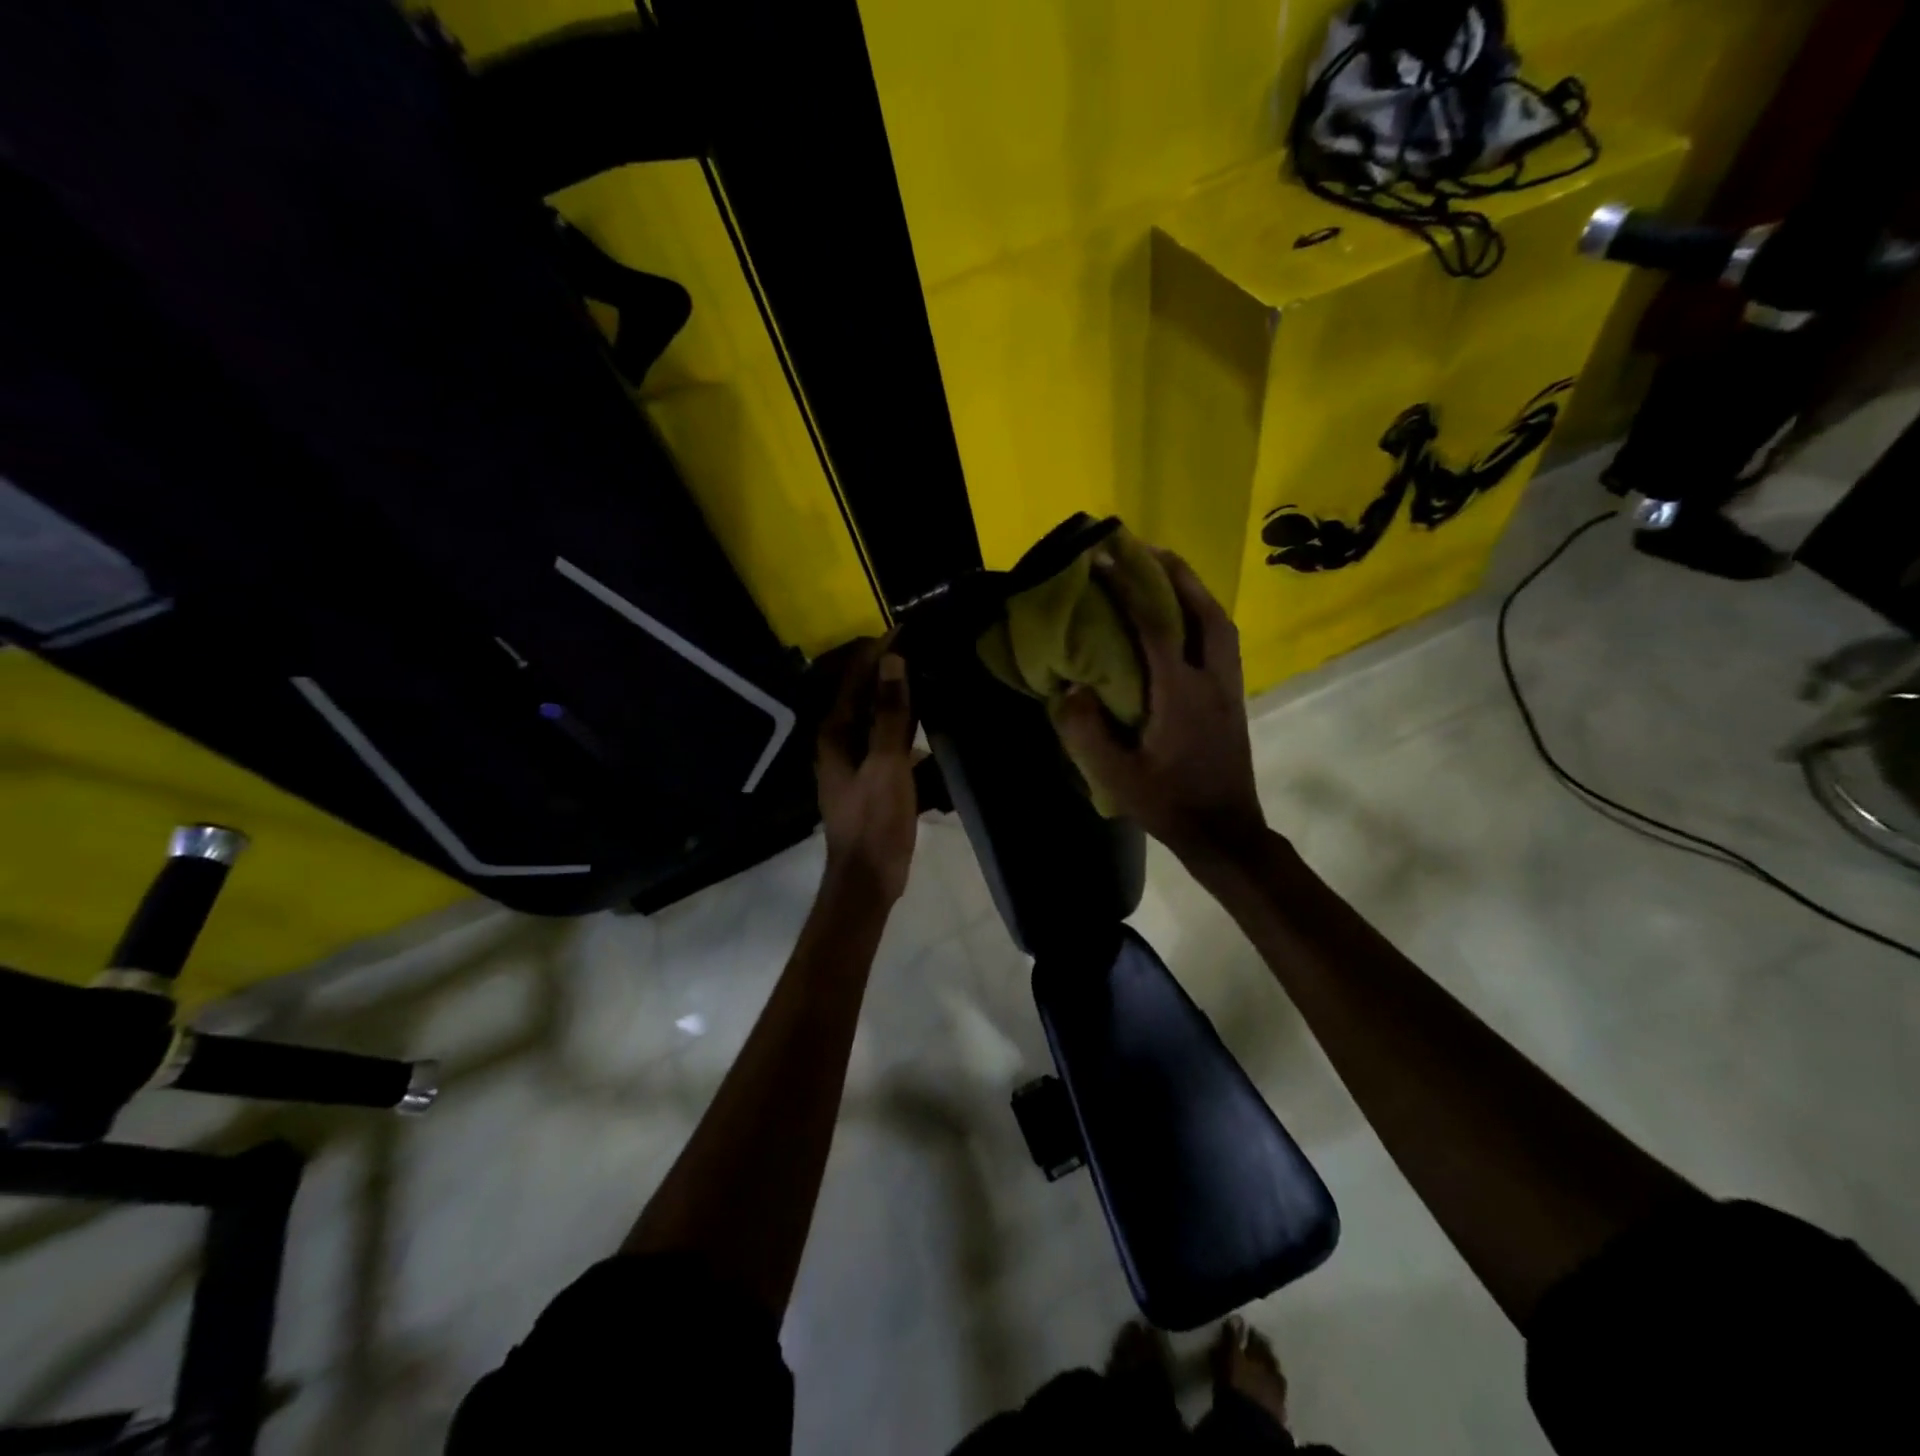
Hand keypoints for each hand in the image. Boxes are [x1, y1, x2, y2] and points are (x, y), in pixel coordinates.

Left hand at [816, 637, 918, 903]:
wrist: (868, 878)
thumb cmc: (875, 821)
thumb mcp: (886, 764)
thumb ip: (890, 714)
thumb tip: (893, 661)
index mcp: (835, 734)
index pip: (855, 679)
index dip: (878, 652)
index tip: (907, 628)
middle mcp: (839, 742)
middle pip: (864, 696)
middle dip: (890, 672)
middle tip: (924, 649)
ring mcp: (855, 762)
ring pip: (877, 719)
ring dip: (899, 700)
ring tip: (931, 679)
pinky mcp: (871, 780)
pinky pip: (888, 743)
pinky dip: (905, 731)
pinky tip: (929, 727)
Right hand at [1054, 547, 1267, 867]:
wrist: (1224, 831)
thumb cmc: (1168, 803)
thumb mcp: (1117, 777)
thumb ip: (1087, 733)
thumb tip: (1068, 688)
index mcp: (1180, 693)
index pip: (1155, 626)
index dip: (1129, 587)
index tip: (1104, 558)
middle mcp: (1211, 680)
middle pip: (1203, 611)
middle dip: (1175, 573)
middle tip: (1146, 549)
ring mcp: (1228, 688)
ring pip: (1219, 624)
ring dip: (1194, 592)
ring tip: (1166, 576)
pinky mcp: (1233, 699)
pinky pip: (1221, 642)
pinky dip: (1203, 617)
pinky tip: (1184, 623)